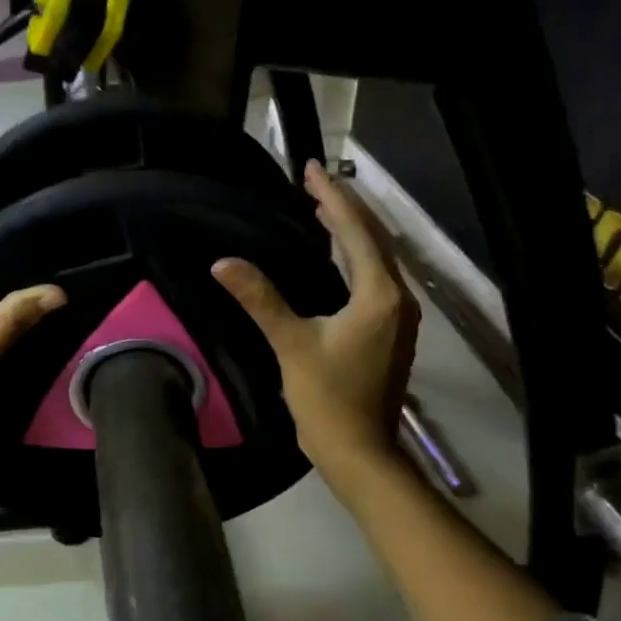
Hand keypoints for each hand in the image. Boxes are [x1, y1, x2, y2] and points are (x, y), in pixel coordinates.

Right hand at [212, 162, 418, 478]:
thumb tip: (223, 263)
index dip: (331, 197)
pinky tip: (334, 257)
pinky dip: (353, 258)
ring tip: (321, 209)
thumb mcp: (291, 344)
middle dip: (343, 208)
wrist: (358, 451)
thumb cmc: (327, 398)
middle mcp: (397, 298)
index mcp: (379, 295)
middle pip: (372, 239)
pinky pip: (373, 279)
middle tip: (312, 182)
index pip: (355, 232)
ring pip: (375, 259)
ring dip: (350, 232)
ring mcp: (398, 317)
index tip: (309, 169)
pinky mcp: (389, 331)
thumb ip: (260, 300)